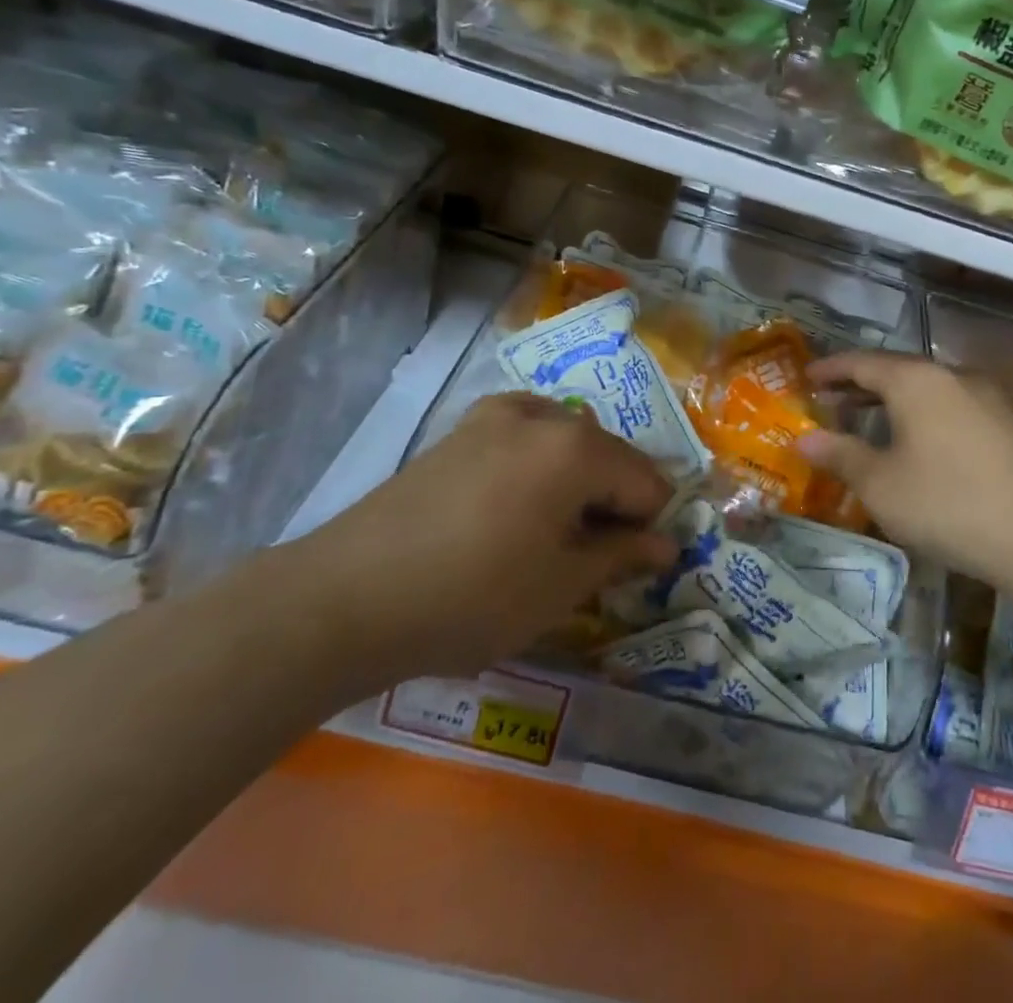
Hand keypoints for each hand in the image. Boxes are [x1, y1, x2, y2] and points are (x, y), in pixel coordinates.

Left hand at [284, 393, 674, 693]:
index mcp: (578, 448)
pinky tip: (513, 505)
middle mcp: (545, 415)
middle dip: (613, 502)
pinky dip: (538, 465)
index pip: (647, 482)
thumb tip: (666, 544)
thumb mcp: (560, 587)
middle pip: (609, 456)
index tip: (631, 566)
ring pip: (569, 444)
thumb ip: (621, 556)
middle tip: (589, 558)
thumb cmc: (471, 596)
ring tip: (549, 535)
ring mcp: (497, 414)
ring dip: (577, 483)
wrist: (346, 596)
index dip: (649, 526)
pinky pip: (526, 436)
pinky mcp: (463, 429)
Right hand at [797, 352, 1012, 591]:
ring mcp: (986, 398)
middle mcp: (952, 376)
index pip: (861, 362)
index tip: (805, 376)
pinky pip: (949, 407)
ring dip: (891, 401)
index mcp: (916, 380)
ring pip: (925, 389)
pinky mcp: (1007, 425)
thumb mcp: (881, 485)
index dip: (830, 369)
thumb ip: (840, 455)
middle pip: (895, 370)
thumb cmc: (948, 504)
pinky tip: (916, 443)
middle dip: (859, 384)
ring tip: (866, 421)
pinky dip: (920, 415)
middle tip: (829, 400)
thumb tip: (803, 438)